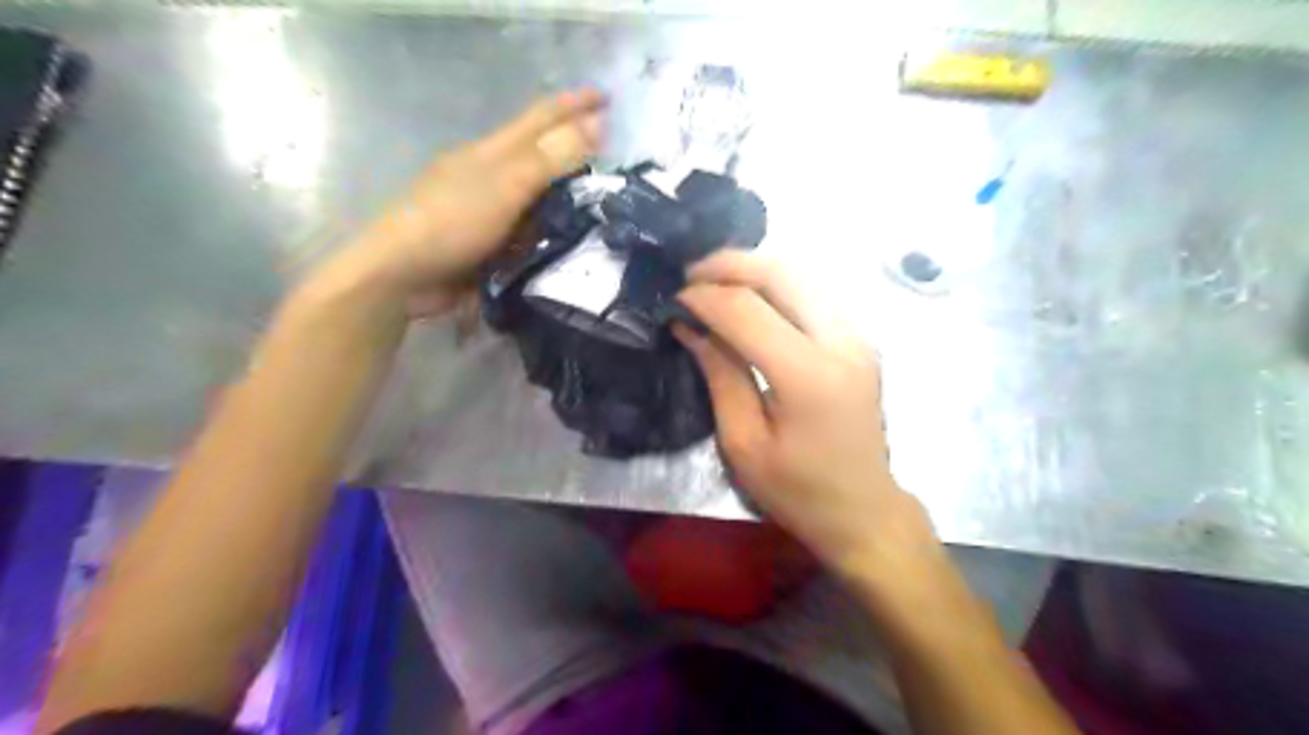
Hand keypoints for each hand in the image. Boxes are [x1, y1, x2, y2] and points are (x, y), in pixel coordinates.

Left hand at [340, 90, 604, 314]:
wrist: (403, 275)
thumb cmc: (452, 222)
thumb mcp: (506, 185)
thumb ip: (551, 158)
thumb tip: (597, 123)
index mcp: (494, 153)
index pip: (542, 118)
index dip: (574, 104)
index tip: (608, 97)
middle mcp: (494, 177)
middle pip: (542, 157)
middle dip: (576, 152)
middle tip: (614, 158)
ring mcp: (491, 212)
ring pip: (539, 199)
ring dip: (569, 198)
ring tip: (605, 204)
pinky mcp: (492, 245)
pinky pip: (532, 234)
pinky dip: (553, 234)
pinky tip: (575, 242)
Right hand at [673, 251, 939, 578]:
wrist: (864, 511)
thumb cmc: (798, 491)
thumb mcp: (743, 443)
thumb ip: (720, 375)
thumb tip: (691, 326)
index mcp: (808, 376)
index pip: (747, 311)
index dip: (704, 297)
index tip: (673, 300)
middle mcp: (841, 342)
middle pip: (781, 273)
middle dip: (728, 264)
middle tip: (689, 275)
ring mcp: (857, 336)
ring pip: (801, 274)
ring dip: (752, 269)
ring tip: (713, 282)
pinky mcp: (860, 339)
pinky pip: (813, 292)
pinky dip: (776, 285)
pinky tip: (749, 298)